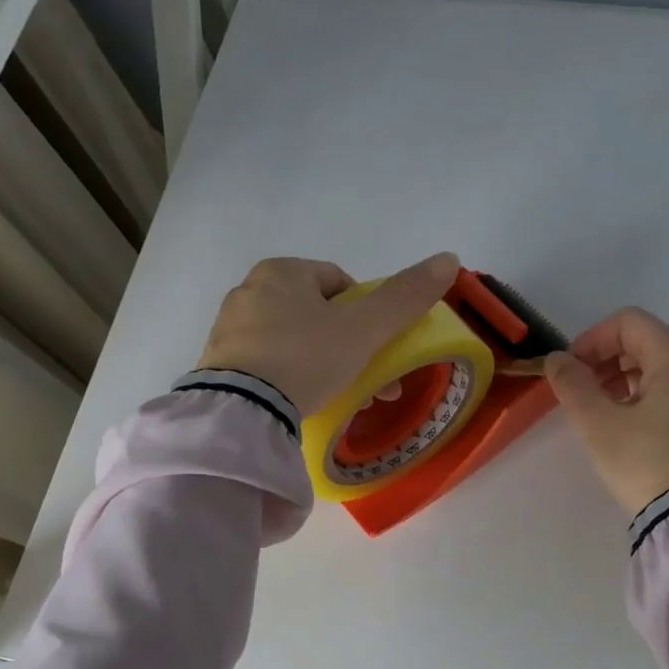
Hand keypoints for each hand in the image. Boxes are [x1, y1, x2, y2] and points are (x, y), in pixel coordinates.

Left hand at [196, 253, 459, 415]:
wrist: (242, 409)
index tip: (377, 347)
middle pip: (317, 315)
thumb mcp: (364, 328)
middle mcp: (251, 290)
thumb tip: (449, 258)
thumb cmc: (306, 357)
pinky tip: (306, 404)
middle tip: (371, 383)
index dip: (367, 313)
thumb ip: (405, 297)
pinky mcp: (219, 365)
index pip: (339, 282)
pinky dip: (293, 380)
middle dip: (350, 347)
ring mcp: (230, 329)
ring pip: (294, 342)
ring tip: (345, 399)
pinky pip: (269, 365)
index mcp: (282, 271)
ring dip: (325, 365)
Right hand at [544, 307, 668, 515]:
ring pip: (656, 367)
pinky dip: (640, 394)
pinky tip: (622, 424)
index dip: (592, 338)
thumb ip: (572, 384)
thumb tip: (557, 360)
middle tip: (580, 390)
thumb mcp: (597, 422)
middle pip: (644, 341)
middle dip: (604, 358)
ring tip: (598, 410)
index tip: (571, 370)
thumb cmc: (643, 461)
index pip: (629, 322)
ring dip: (620, 377)